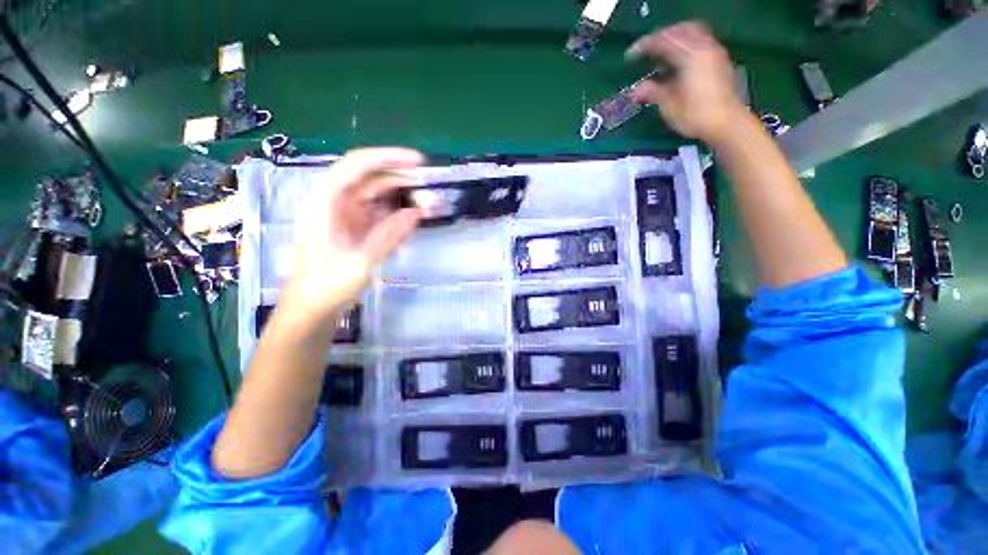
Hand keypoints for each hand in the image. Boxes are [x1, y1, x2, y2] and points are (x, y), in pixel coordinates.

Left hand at [285, 147, 423, 321]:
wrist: (312, 307)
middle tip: (429, 183)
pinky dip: (398, 213)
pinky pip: (381, 213)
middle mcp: (336, 204)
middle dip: (399, 176)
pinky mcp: (357, 227)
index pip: (354, 167)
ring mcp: (347, 216)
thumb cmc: (327, 286)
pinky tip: (414, 216)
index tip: (416, 161)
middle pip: (368, 177)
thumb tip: (416, 212)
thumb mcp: (359, 262)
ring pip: (377, 194)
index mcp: (325, 205)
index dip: (386, 158)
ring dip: (402, 195)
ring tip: (427, 200)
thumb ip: (387, 235)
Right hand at [627, 21, 745, 144]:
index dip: (644, 47)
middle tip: (646, 51)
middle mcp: (704, 47)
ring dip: (675, 38)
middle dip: (660, 38)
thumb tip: (634, 91)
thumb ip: (652, 93)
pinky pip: (701, 40)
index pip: (663, 42)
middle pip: (679, 30)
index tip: (629, 57)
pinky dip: (687, 44)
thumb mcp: (669, 107)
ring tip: (661, 54)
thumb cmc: (696, 116)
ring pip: (692, 32)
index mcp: (690, 57)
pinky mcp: (720, 59)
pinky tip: (679, 60)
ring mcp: (715, 52)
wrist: (727, 123)